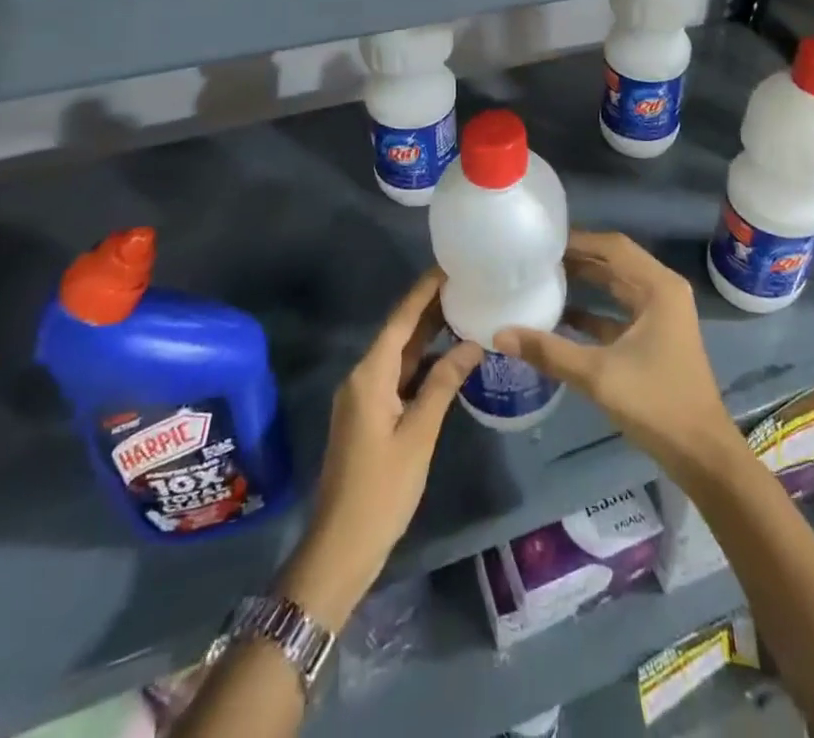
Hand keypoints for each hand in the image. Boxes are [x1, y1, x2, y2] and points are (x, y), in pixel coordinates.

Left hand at [276, 271, 480, 629]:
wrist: (341, 547)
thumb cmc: (381, 490)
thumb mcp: (418, 434)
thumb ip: (443, 384)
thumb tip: (472, 343)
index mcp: (370, 375)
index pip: (400, 320)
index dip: (423, 291)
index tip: (448, 265)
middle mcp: (363, 377)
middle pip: (399, 333)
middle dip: (429, 308)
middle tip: (465, 283)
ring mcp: (365, 397)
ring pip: (400, 355)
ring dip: (428, 335)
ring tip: (463, 310)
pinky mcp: (371, 415)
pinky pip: (399, 376)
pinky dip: (423, 363)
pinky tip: (448, 357)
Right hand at [495, 231, 736, 481]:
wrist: (701, 454)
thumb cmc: (656, 402)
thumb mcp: (598, 374)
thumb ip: (548, 351)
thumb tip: (499, 333)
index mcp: (658, 287)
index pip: (613, 246)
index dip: (578, 240)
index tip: (542, 241)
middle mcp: (661, 292)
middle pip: (614, 262)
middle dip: (577, 258)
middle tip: (536, 257)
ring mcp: (660, 316)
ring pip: (615, 287)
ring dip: (584, 282)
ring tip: (542, 277)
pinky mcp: (654, 338)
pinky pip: (617, 312)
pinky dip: (592, 311)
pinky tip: (559, 316)